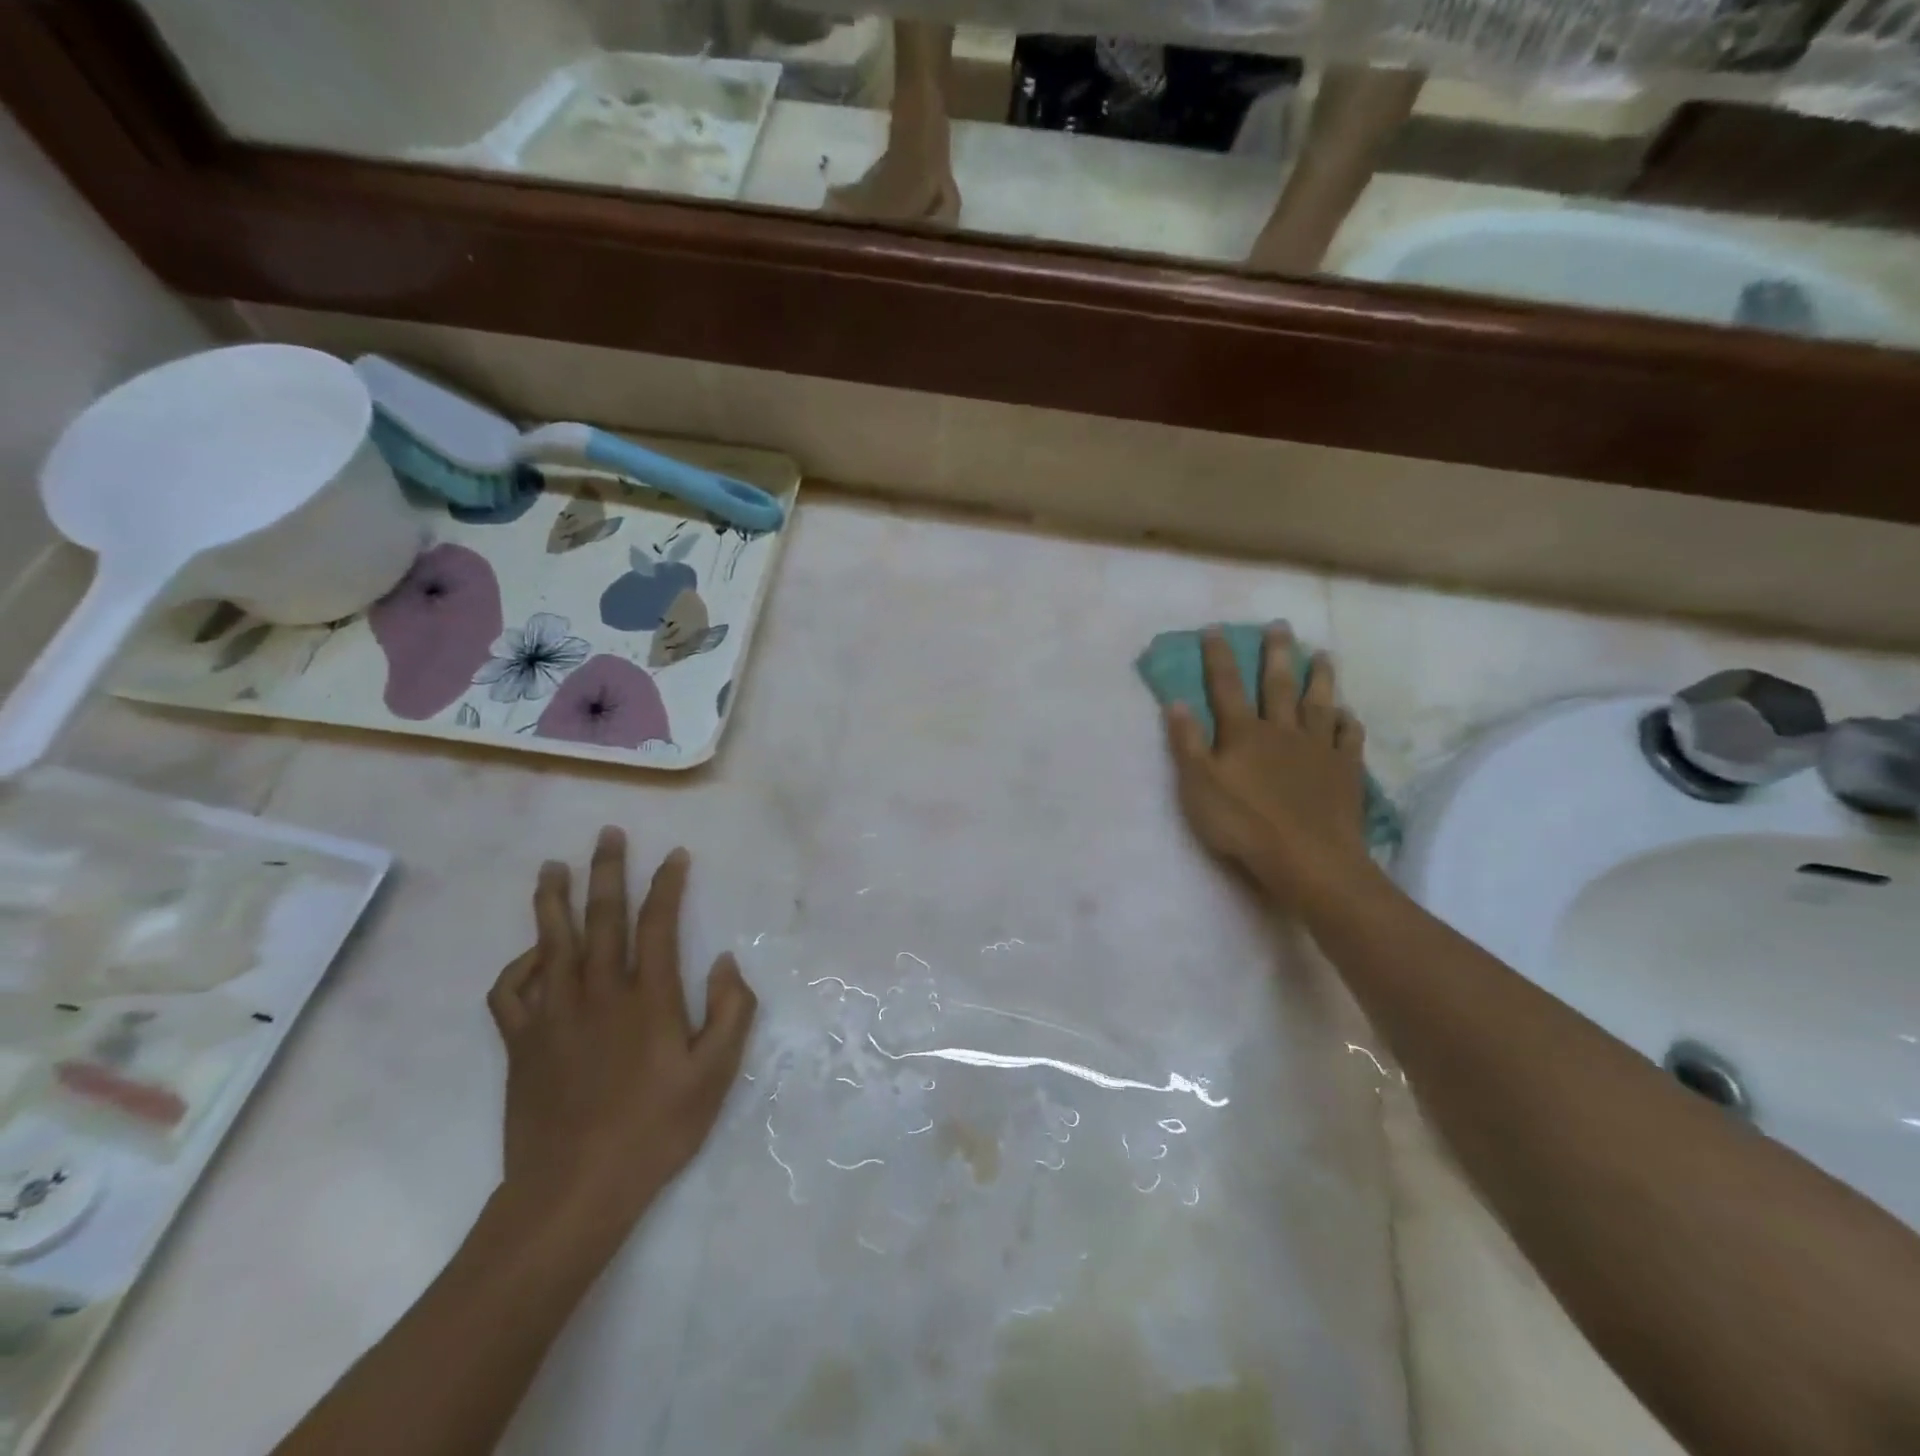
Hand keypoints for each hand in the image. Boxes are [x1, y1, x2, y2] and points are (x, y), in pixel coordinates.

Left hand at [487, 830, 756, 1245]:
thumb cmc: (655, 1130)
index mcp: (649, 998)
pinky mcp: (521, 1042)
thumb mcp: (715, 1075)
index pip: (658, 923)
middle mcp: (599, 993)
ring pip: (550, 942)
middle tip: (607, 835)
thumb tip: (725, 962)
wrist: (574, 1190)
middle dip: (607, 871)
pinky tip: (531, 955)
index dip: (667, 885)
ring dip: (553, 900)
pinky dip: (518, 965)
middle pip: (602, 917)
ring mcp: (554, 1015)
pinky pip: (510, 991)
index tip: (675, 855)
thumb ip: (731, 1012)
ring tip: (552, 868)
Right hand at [1164, 625, 1377, 909]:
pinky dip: (1349, 723)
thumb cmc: (1244, 824)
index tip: (1215, 629)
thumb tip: (1175, 701)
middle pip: (1278, 685)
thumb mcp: (1198, 786)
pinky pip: (1349, 739)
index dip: (1219, 657)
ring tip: (1323, 654)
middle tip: (1281, 626)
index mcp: (1244, 734)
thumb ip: (1187, 743)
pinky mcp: (1345, 771)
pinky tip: (1348, 713)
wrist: (1308, 858)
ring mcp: (1318, 750)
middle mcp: (1282, 731)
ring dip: (1320, 678)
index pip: (1226, 687)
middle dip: (1276, 654)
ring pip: (1319, 704)